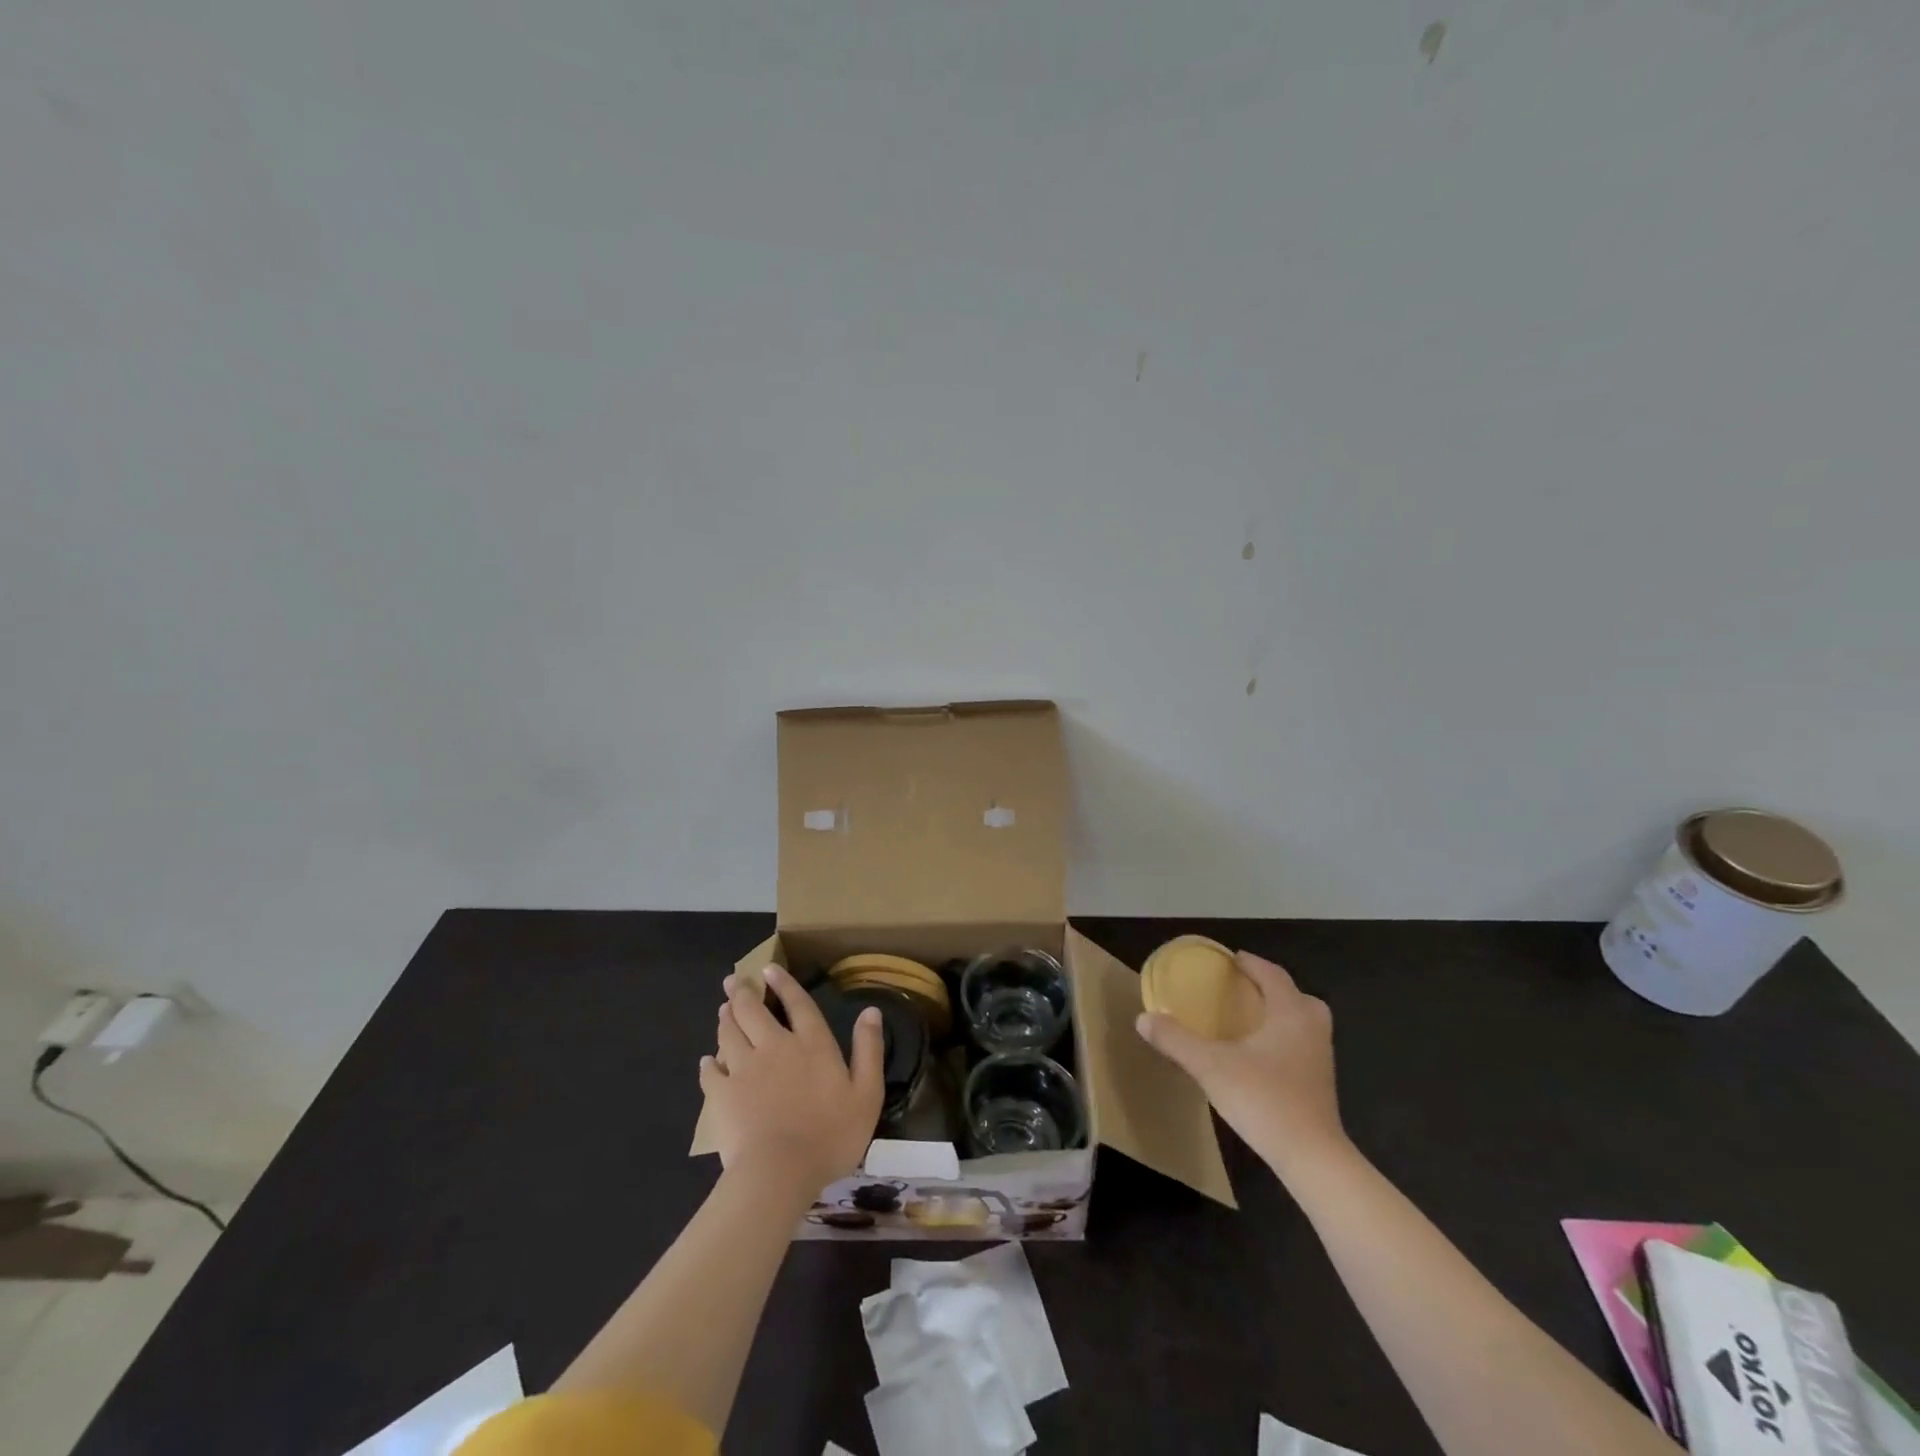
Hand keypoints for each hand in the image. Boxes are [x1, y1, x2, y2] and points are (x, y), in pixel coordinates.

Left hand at [701, 964, 884, 1195]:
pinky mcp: (722, 1095)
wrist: (780, 1173)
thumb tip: (871, 1010)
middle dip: (743, 993)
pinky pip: (711, 1072)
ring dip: (726, 1018)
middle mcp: (775, 1046)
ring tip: (723, 1008)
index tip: (769, 969)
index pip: (797, 1003)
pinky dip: (708, 1064)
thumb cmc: (830, 1134)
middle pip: (754, 1011)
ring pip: (730, 1033)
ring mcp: (745, 1069)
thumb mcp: (867, 1093)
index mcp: (811, 1044)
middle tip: (733, 980)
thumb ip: (869, 1049)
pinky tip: (707, 1061)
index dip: (784, 984)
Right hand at [1135, 950, 1346, 1177]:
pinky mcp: (1321, 1085)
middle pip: (1298, 997)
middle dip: (1273, 989)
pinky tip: (1259, 1057)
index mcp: (1290, 1013)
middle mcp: (1311, 1029)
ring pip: (1303, 1023)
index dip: (1252, 964)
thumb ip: (1176, 1040)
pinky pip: (1302, 1046)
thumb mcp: (1210, 1066)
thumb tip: (1143, 1018)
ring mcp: (1321, 1059)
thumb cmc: (1263, 1099)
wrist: (1311, 1158)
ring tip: (1249, 1021)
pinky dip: (1284, 1040)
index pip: (1273, 975)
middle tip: (1244, 991)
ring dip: (1280, 1015)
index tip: (1231, 959)